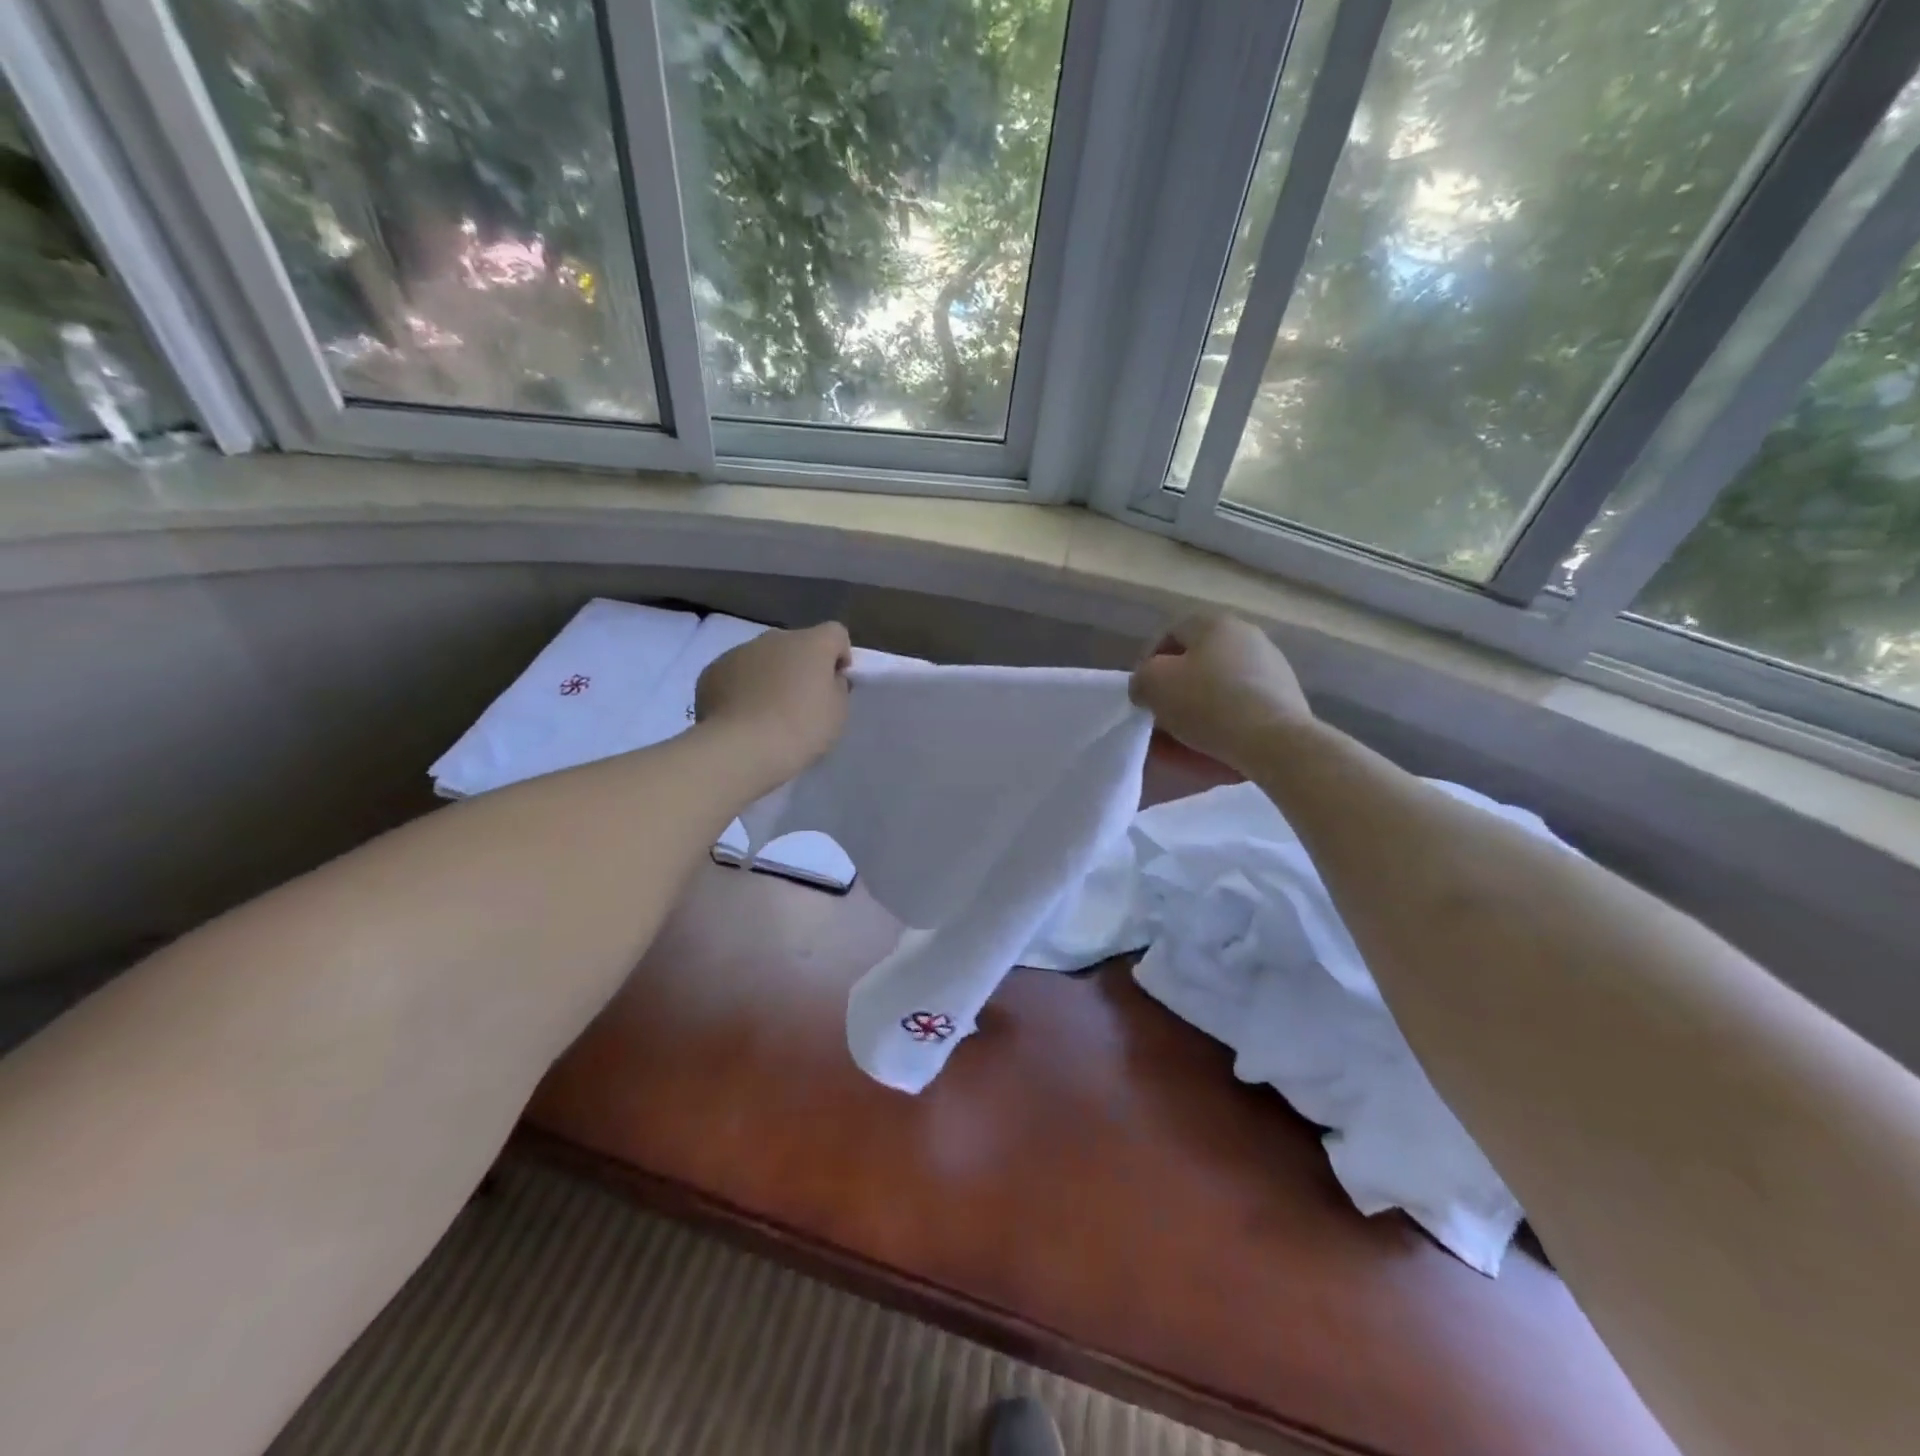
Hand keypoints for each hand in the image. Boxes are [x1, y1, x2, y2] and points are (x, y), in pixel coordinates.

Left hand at [696, 622, 851, 784]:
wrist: (741, 749)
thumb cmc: (800, 729)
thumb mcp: (838, 712)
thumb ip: (837, 687)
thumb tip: (828, 678)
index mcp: (811, 643)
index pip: (836, 633)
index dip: (839, 656)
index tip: (835, 683)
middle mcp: (775, 638)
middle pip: (796, 644)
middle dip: (801, 666)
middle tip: (801, 701)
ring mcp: (739, 651)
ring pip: (763, 657)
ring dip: (770, 675)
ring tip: (767, 712)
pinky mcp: (712, 671)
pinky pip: (736, 673)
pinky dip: (742, 688)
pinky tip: (742, 716)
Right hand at [1129, 613, 1311, 772]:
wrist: (1275, 740)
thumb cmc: (1207, 703)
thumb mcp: (1153, 685)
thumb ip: (1141, 678)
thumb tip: (1146, 687)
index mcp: (1215, 623)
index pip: (1170, 633)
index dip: (1148, 660)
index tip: (1142, 691)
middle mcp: (1247, 635)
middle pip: (1197, 658)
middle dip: (1175, 684)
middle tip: (1161, 711)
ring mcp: (1272, 665)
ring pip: (1220, 682)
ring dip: (1199, 702)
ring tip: (1185, 731)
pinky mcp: (1287, 695)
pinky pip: (1242, 703)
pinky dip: (1224, 717)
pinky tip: (1214, 739)